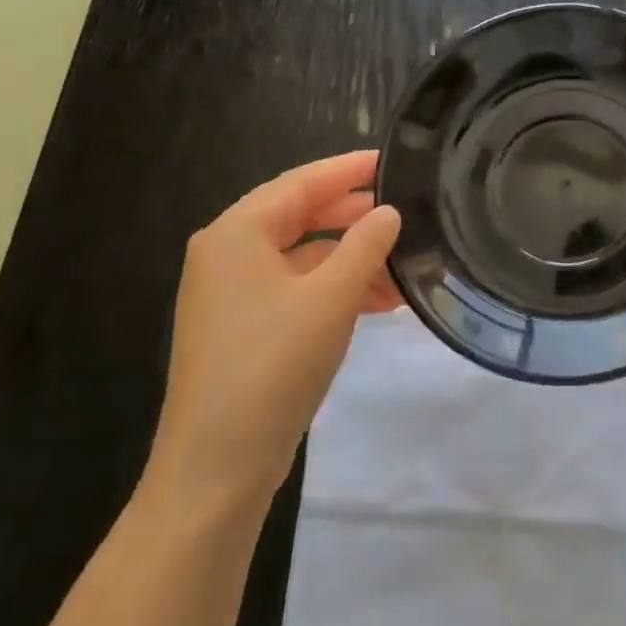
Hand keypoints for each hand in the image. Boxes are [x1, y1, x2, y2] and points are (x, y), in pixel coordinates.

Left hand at [142, 151, 401, 514]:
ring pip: (303, 258)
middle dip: (355, 216)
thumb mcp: (331, 298)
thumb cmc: (273, 366)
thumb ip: (365, 245)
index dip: (349, 169)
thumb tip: (388, 212)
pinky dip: (336, 289)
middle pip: (300, 217)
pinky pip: (297, 290)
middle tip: (407, 209)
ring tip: (404, 266)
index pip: (300, 182)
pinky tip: (379, 302)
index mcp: (236, 234)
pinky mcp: (244, 328)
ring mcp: (233, 295)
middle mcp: (227, 255)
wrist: (218, 465)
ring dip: (352, 259)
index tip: (393, 160)